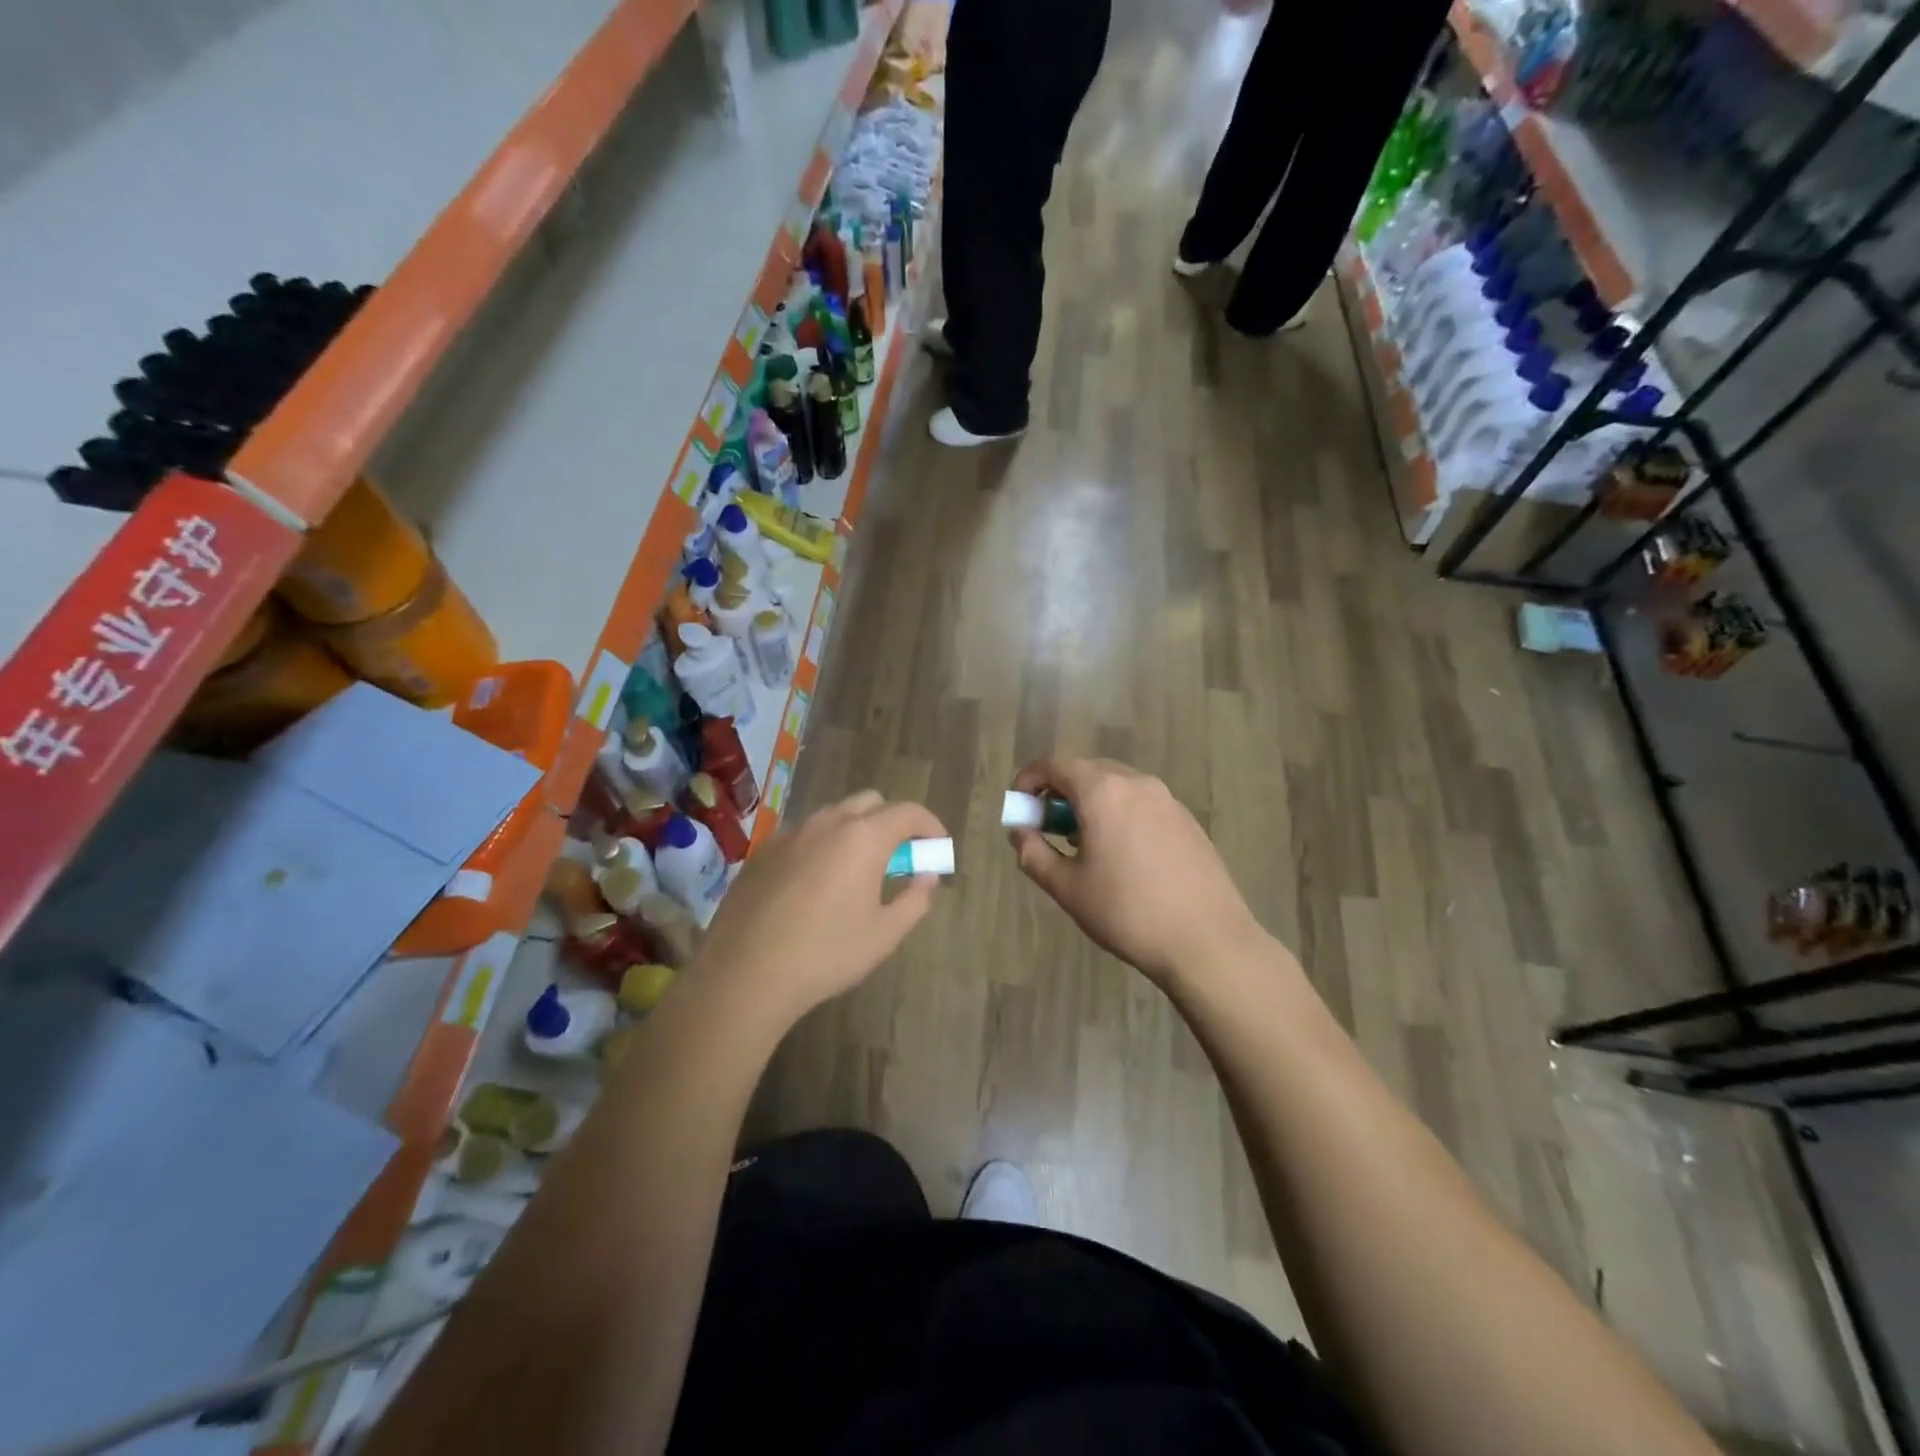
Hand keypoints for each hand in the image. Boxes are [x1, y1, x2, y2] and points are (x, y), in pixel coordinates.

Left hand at [695, 790, 945, 1025]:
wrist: (744, 974)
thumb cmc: (825, 954)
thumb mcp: (884, 935)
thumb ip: (915, 900)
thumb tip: (927, 877)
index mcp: (863, 838)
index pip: (908, 812)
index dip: (930, 825)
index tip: (938, 847)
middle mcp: (827, 823)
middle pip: (871, 802)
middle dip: (892, 822)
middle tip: (898, 859)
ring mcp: (790, 833)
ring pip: (833, 816)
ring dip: (855, 832)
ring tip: (855, 872)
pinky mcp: (762, 851)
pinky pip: (803, 835)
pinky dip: (821, 846)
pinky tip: (814, 885)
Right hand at [1008, 758, 1264, 984]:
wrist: (1207, 940)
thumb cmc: (1127, 912)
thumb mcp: (1068, 888)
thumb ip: (1034, 853)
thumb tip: (1018, 832)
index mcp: (1103, 792)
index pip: (1055, 764)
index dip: (1029, 779)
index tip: (1019, 807)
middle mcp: (1136, 783)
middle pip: (1087, 770)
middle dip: (1059, 791)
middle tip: (1046, 827)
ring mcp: (1167, 800)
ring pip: (1117, 786)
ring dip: (1090, 802)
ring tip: (1082, 844)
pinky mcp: (1187, 820)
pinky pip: (1141, 803)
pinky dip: (1119, 813)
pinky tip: (1121, 854)